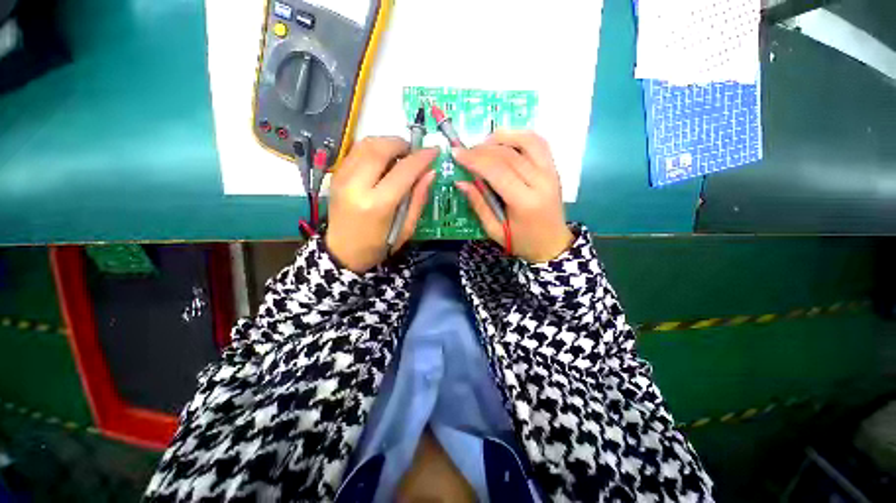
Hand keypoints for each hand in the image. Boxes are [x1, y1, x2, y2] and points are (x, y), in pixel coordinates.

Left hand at [325, 137, 437, 272]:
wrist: (343, 252)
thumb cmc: (379, 245)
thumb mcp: (406, 229)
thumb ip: (418, 199)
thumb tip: (430, 173)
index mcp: (378, 204)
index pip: (403, 171)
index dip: (421, 158)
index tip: (434, 150)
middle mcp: (356, 186)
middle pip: (380, 149)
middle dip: (401, 144)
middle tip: (413, 152)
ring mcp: (341, 178)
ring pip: (365, 145)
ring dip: (386, 143)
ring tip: (399, 155)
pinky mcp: (335, 176)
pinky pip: (356, 151)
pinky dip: (373, 149)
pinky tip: (382, 161)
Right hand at [453, 131, 573, 262]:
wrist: (552, 244)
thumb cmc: (522, 242)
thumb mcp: (495, 230)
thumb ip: (478, 205)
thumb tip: (461, 182)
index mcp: (525, 202)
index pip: (498, 171)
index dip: (475, 159)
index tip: (456, 153)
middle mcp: (541, 182)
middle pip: (509, 154)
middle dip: (482, 149)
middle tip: (464, 151)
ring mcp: (551, 172)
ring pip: (526, 141)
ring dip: (502, 137)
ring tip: (483, 144)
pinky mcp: (554, 169)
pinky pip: (538, 143)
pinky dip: (520, 136)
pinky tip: (505, 142)